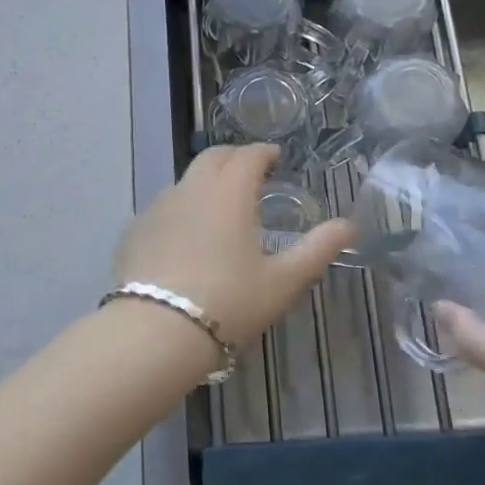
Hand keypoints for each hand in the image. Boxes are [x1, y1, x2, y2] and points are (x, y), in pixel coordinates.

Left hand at [114, 145, 354, 349]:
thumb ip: (318, 248)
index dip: (263, 153)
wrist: (156, 331)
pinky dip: (181, 208)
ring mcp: (158, 207)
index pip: (248, 155)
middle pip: (212, 157)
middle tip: (249, 173)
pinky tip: (185, 235)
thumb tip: (350, 225)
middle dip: (234, 158)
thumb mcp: (284, 280)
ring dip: (205, 181)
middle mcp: (191, 188)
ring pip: (186, 180)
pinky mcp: (135, 229)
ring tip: (219, 206)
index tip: (275, 158)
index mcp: (229, 191)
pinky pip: (163, 207)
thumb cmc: (230, 302)